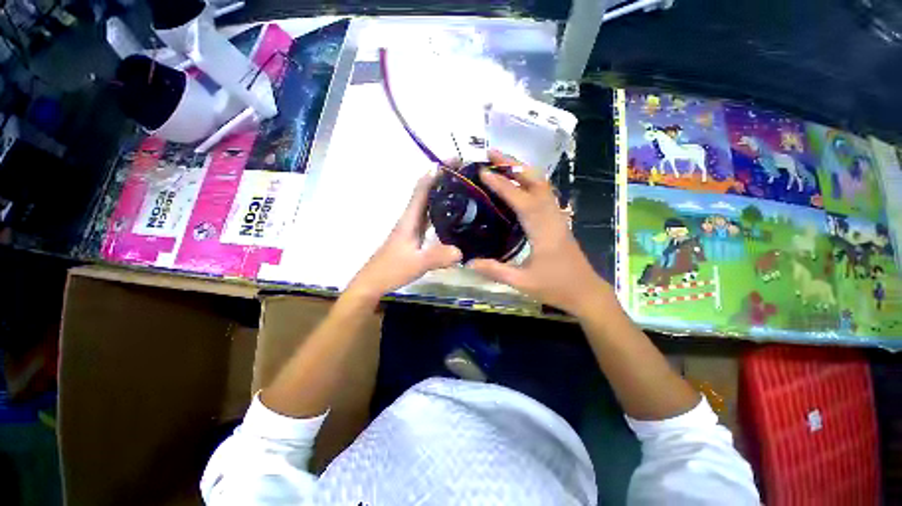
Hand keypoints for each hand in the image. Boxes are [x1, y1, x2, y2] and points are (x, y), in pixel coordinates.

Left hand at [346, 171, 461, 302]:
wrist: (373, 282)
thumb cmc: (391, 269)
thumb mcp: (416, 263)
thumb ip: (438, 257)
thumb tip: (462, 251)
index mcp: (409, 219)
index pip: (422, 189)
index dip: (435, 173)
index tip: (453, 161)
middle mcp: (410, 218)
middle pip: (426, 192)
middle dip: (442, 179)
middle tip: (465, 173)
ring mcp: (412, 227)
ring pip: (428, 204)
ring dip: (442, 193)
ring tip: (463, 189)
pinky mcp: (414, 236)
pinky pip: (429, 217)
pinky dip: (440, 210)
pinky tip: (453, 215)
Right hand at [468, 151, 612, 316]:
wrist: (585, 292)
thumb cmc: (555, 287)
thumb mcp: (522, 282)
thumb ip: (494, 271)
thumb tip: (468, 262)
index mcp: (543, 229)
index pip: (521, 199)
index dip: (501, 184)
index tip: (483, 171)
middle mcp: (552, 216)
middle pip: (536, 181)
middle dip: (514, 164)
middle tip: (492, 154)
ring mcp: (557, 216)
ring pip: (542, 184)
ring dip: (522, 170)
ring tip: (501, 163)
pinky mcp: (557, 220)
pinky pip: (543, 193)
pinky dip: (529, 182)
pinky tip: (516, 184)